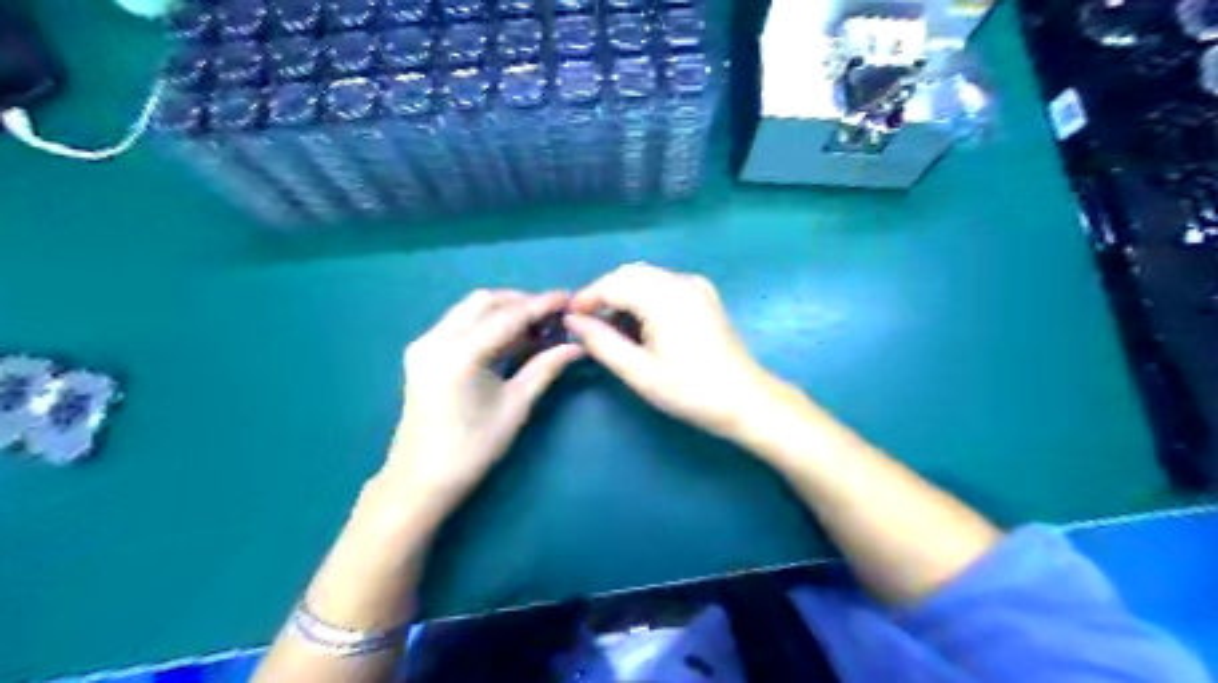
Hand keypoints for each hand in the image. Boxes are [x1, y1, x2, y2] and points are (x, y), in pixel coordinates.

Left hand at [383, 288, 586, 516]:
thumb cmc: (473, 449)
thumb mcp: (515, 406)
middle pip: (485, 301)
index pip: (508, 316)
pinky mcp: (421, 352)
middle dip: (522, 302)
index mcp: (459, 355)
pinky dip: (487, 322)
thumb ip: (545, 368)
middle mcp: (436, 339)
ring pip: (470, 308)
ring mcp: (424, 344)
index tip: (569, 299)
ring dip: (504, 310)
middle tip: (553, 316)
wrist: (421, 479)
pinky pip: (459, 322)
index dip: (542, 305)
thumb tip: (577, 346)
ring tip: (536, 326)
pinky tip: (509, 337)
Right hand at [564, 264, 785, 439]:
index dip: (586, 299)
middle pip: (628, 274)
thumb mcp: (639, 372)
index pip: (612, 284)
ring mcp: (695, 285)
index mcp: (664, 297)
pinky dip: (644, 298)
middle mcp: (680, 280)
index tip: (567, 321)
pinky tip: (640, 326)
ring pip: (646, 277)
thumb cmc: (690, 390)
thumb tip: (572, 322)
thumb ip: (601, 342)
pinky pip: (663, 285)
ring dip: (623, 296)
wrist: (745, 400)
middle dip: (603, 295)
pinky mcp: (704, 295)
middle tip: (588, 327)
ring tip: (612, 330)